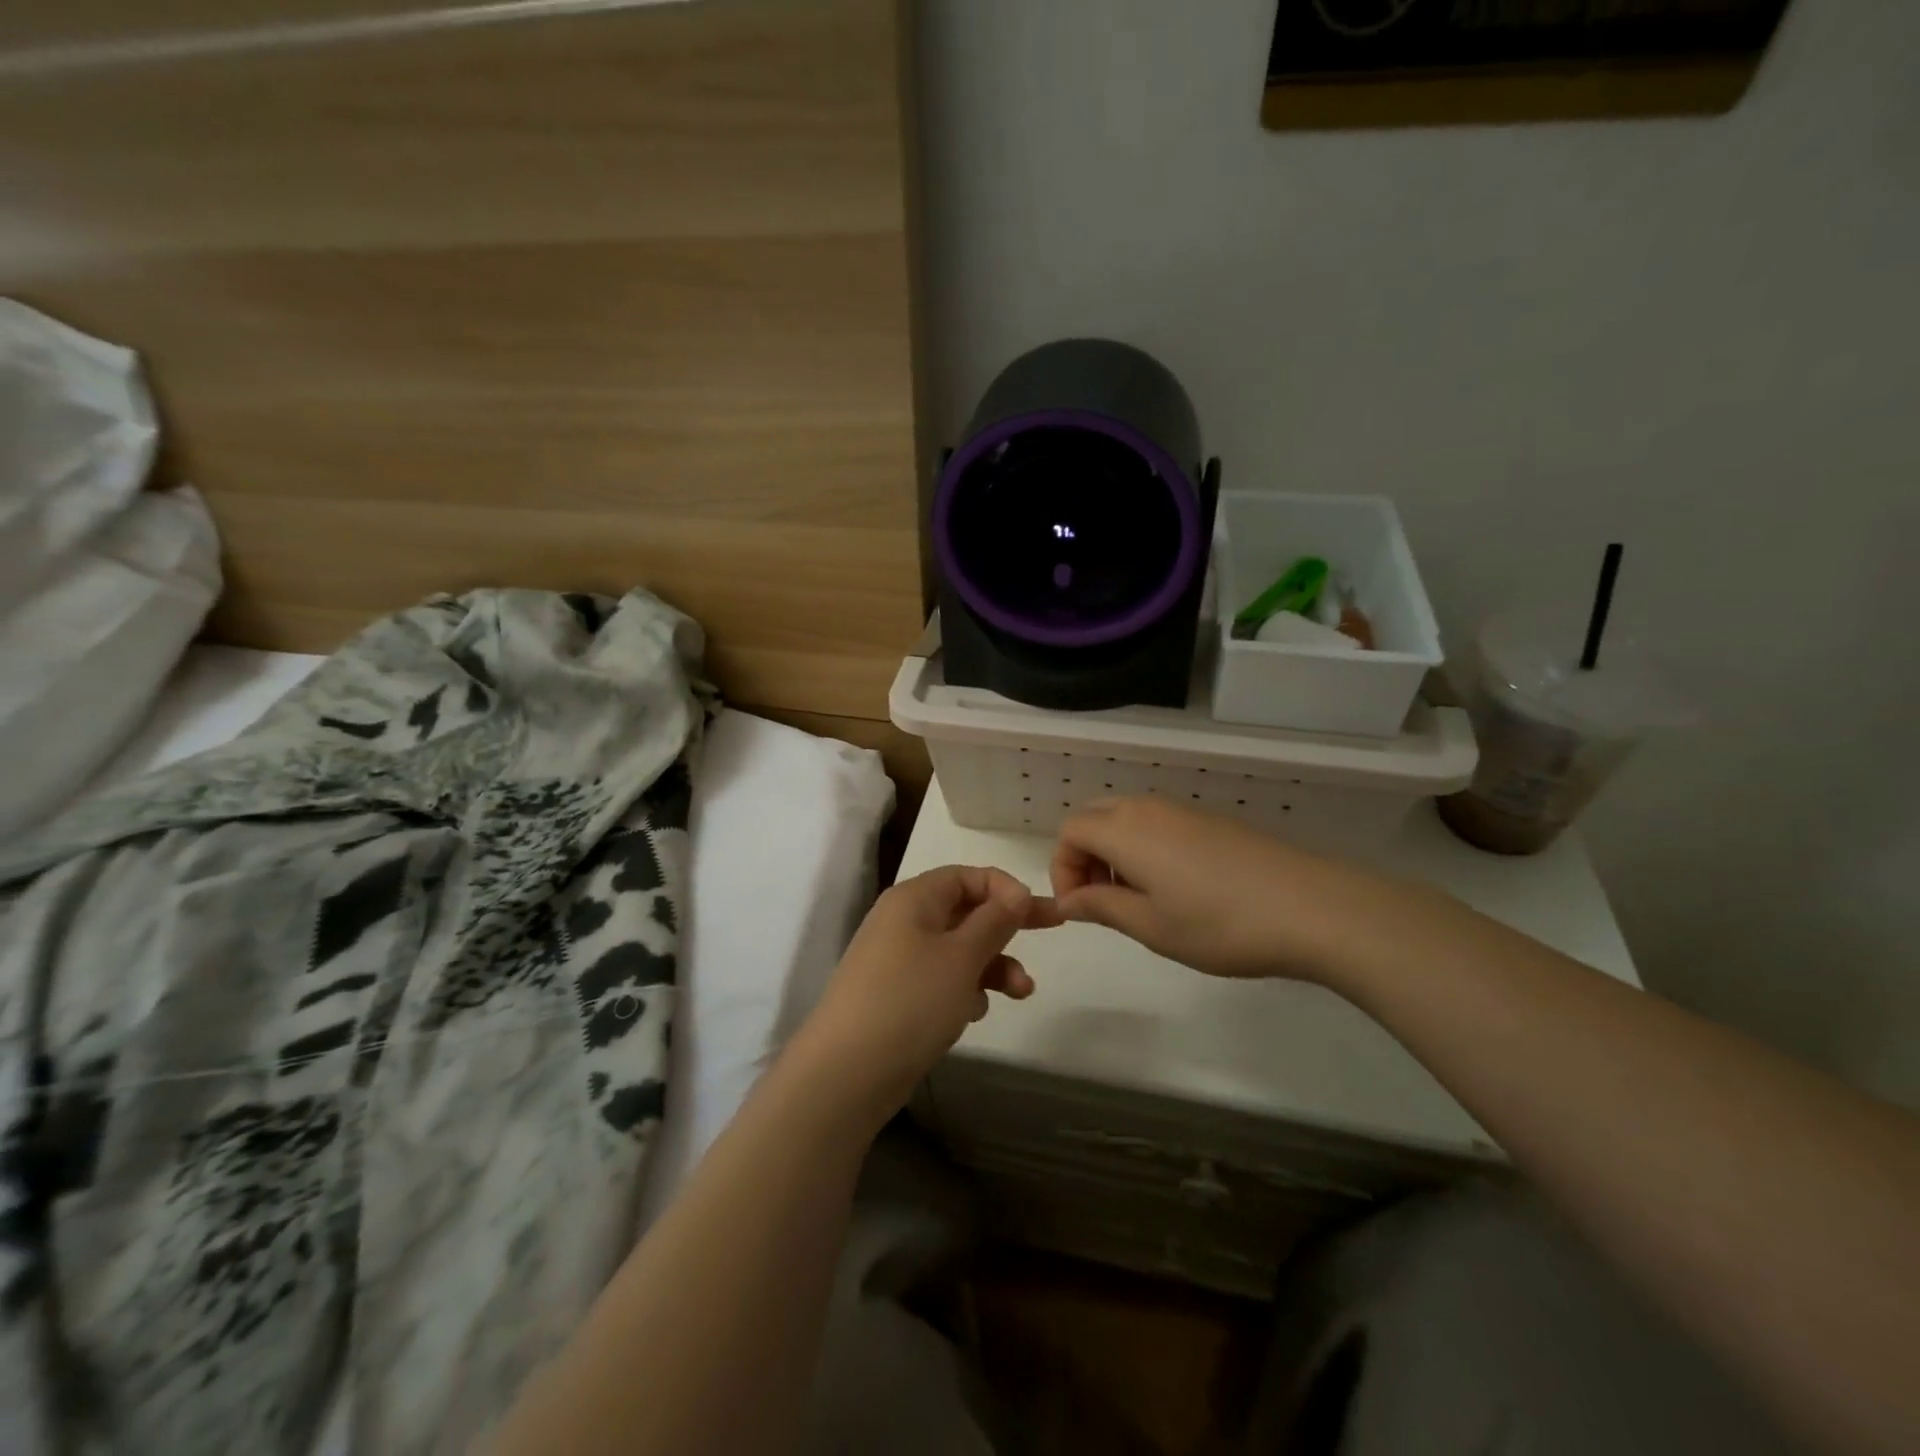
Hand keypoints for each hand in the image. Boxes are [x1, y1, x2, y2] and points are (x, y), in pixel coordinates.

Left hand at [801, 865, 1062, 1114]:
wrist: (845, 1074)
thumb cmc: (910, 1002)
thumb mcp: (962, 957)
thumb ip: (994, 921)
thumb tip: (1016, 892)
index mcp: (914, 898)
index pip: (967, 875)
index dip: (1005, 888)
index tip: (1037, 911)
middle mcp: (902, 921)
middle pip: (965, 910)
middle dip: (1007, 926)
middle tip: (1053, 930)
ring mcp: (897, 960)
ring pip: (957, 949)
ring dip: (992, 964)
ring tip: (1021, 992)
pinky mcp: (896, 996)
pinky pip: (940, 979)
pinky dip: (965, 989)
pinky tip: (975, 1013)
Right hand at [1050, 796, 1402, 982]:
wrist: (1310, 908)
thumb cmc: (1219, 924)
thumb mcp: (1150, 925)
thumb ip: (1100, 907)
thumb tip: (1069, 900)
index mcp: (1124, 830)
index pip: (1069, 832)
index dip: (1062, 869)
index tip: (1080, 909)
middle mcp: (1147, 808)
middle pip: (1094, 818)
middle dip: (1084, 857)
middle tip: (1102, 901)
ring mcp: (1182, 810)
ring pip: (1125, 819)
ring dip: (1114, 853)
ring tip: (1139, 901)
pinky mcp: (1210, 820)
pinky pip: (1156, 824)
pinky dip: (1144, 849)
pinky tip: (1175, 889)